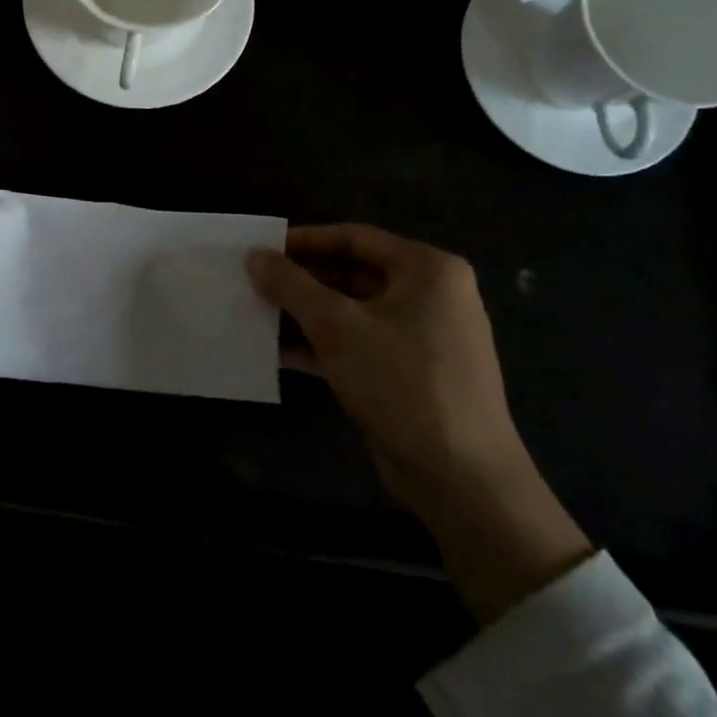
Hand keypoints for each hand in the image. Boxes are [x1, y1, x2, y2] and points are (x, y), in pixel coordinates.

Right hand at [249, 225, 590, 622]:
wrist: (461, 479)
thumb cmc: (401, 381)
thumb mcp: (336, 326)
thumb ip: (291, 285)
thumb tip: (254, 256)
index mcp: (427, 270)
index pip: (355, 237)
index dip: (305, 240)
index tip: (262, 249)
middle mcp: (431, 296)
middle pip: (354, 273)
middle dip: (302, 281)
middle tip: (255, 283)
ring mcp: (423, 338)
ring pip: (353, 313)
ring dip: (307, 315)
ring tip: (258, 314)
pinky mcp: (410, 375)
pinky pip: (360, 346)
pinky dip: (323, 346)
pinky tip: (280, 354)